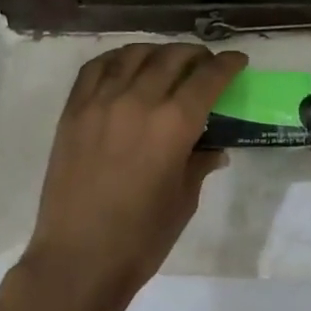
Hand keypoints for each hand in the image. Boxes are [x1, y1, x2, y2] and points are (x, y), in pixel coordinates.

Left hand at [27, 43, 247, 296]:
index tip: (237, 61)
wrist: (79, 258)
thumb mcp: (184, 200)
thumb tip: (214, 148)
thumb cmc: (142, 238)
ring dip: (158, 52)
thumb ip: (200, 163)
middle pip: (173, 58)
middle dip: (196, 55)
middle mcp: (139, 101)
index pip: (208, 78)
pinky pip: (95, 68)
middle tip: (205, 63)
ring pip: (134, 55)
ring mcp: (101, 102)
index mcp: (174, 124)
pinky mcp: (73, 111)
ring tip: (166, 61)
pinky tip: (126, 66)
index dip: (228, 64)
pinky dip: (116, 59)